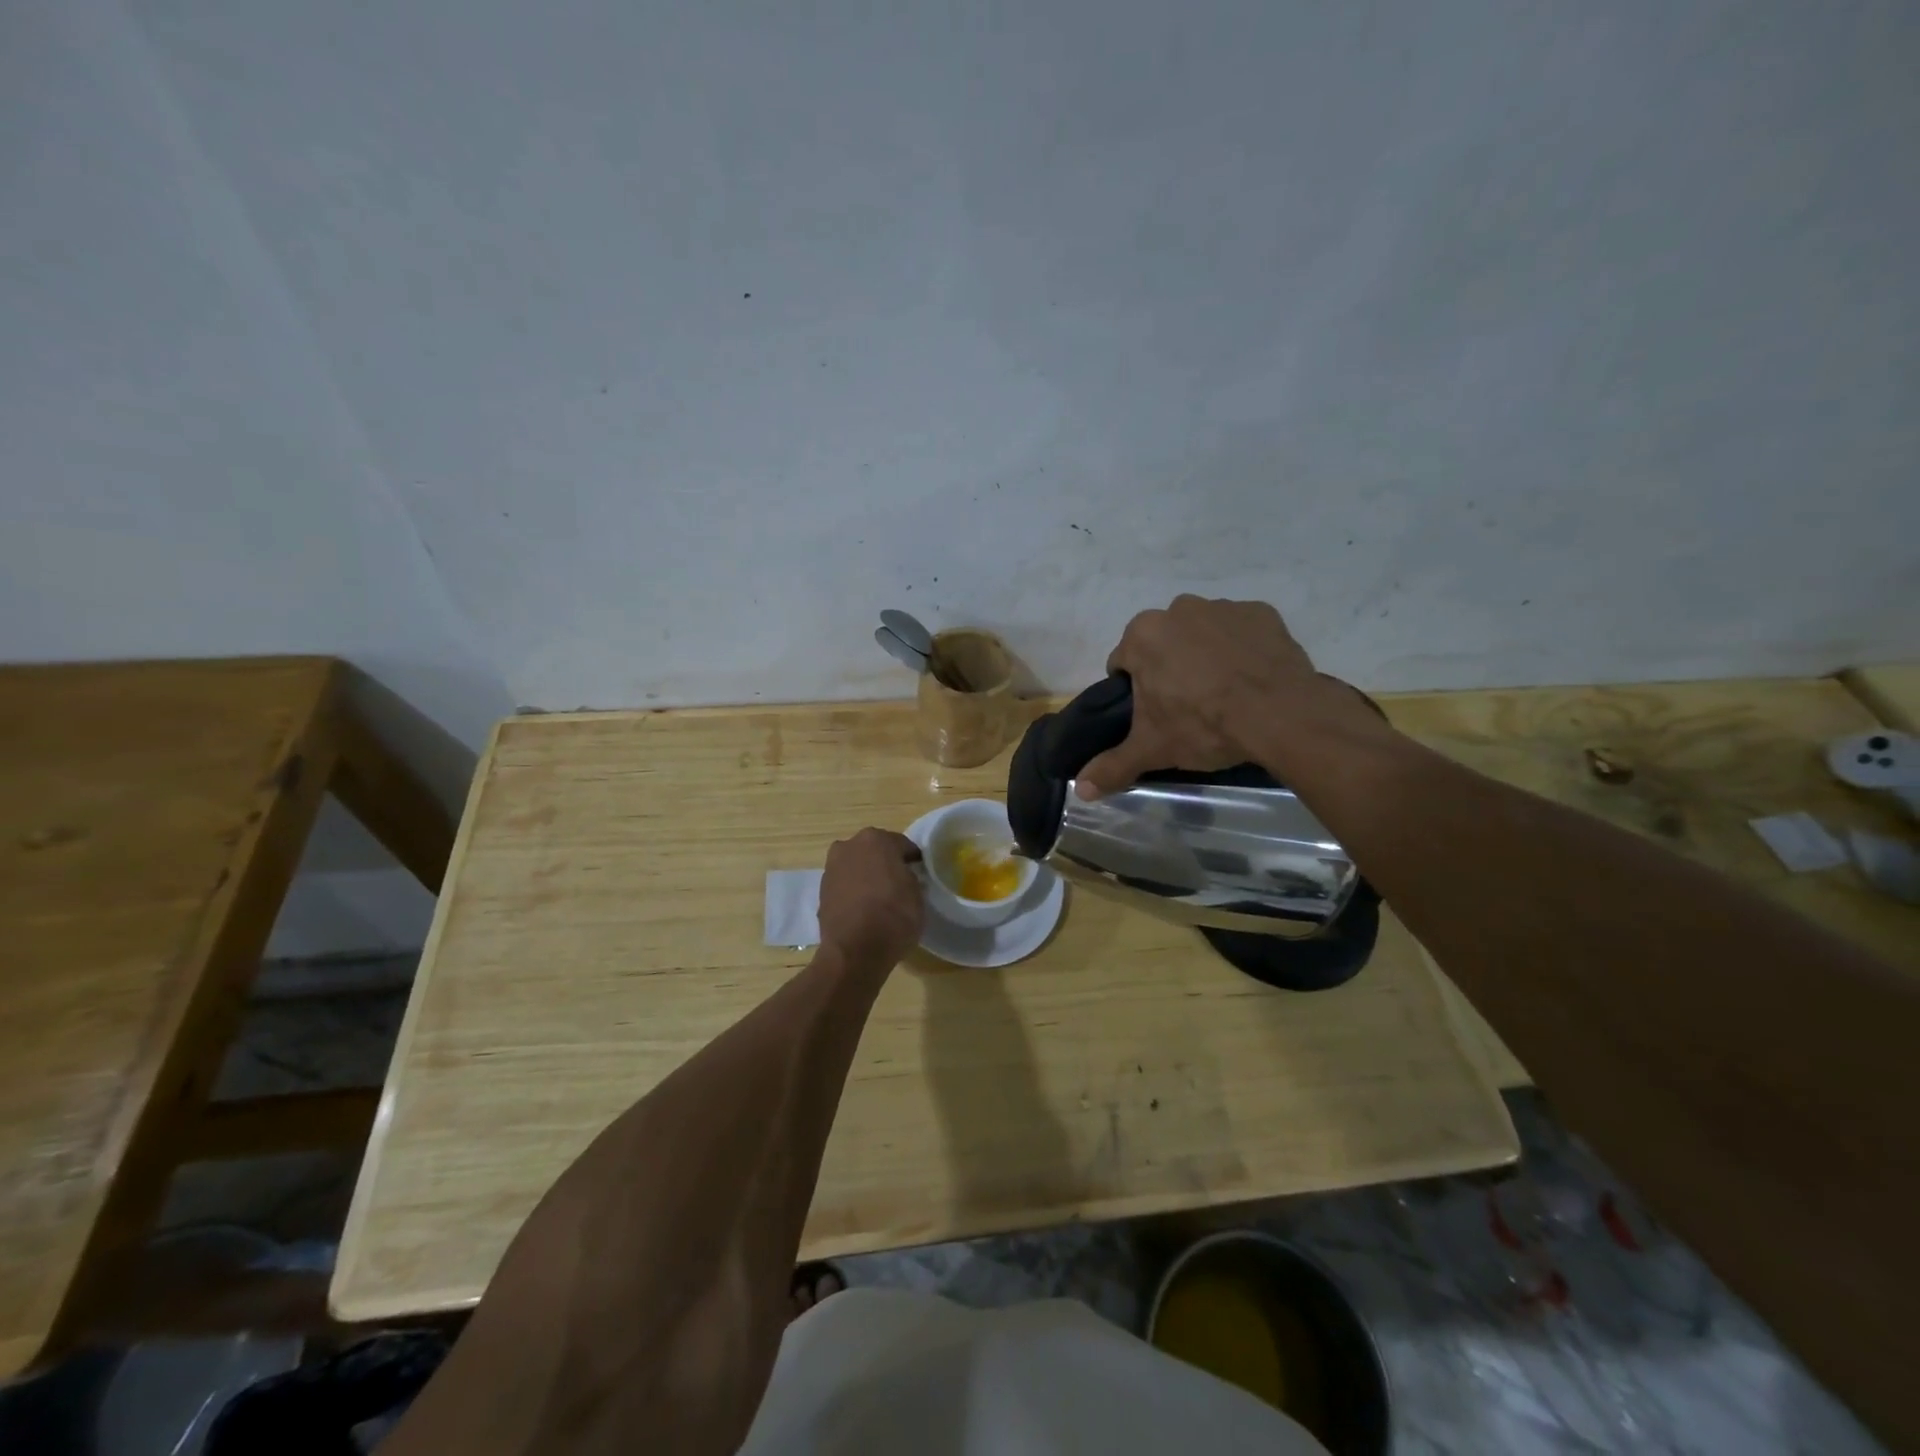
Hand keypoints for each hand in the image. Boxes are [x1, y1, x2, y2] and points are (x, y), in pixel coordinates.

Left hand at [818, 828, 924, 968]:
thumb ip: (910, 877)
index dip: (913, 860)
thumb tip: (903, 877)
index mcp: (876, 839)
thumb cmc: (894, 916)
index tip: (919, 874)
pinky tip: (864, 910)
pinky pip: (845, 886)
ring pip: (856, 867)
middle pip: (874, 852)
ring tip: (879, 900)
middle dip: (886, 864)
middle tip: (899, 885)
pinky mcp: (821, 892)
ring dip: (866, 877)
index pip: (902, 845)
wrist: (855, 951)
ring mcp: (831, 868)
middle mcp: (849, 846)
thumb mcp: (918, 894)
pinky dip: (853, 893)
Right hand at [1078, 595, 1387, 797]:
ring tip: (1225, 694)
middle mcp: (1178, 609)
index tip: (1154, 714)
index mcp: (1142, 635)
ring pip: (1202, 634)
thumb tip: (1080, 790)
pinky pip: (1242, 632)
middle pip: (1163, 644)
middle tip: (1189, 706)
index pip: (1124, 664)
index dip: (1135, 691)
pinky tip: (1253, 679)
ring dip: (1206, 656)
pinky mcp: (1262, 613)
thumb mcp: (1152, 749)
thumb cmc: (1203, 725)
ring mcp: (1223, 607)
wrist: (1280, 715)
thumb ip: (1112, 766)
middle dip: (1170, 668)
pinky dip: (1243, 649)